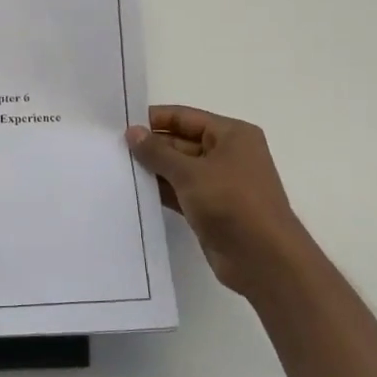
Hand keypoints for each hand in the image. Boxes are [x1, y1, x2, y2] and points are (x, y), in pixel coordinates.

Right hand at [126, 105, 309, 298]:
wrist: (263, 258)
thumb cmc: (231, 203)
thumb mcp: (190, 173)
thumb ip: (158, 152)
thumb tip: (132, 132)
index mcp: (232, 135)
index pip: (186, 117)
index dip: (154, 120)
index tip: (120, 125)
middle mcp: (227, 154)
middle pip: (182, 142)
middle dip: (151, 146)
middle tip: (112, 149)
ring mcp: (220, 183)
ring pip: (180, 169)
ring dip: (154, 170)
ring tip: (117, 169)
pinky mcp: (211, 209)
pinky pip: (181, 192)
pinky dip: (161, 191)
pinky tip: (135, 192)